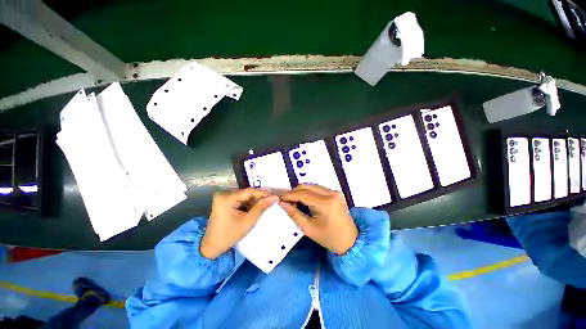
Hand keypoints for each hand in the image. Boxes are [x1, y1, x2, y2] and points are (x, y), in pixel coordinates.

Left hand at [201, 188, 277, 258]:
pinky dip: (248, 203)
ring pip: (244, 196)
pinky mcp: (224, 201)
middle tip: (271, 201)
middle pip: (246, 193)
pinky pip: (240, 199)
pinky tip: (256, 208)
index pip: (249, 192)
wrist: (211, 246)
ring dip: (254, 201)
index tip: (274, 196)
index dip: (262, 193)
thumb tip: (274, 197)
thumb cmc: (229, 235)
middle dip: (259, 198)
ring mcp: (223, 197)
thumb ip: (261, 208)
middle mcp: (223, 194)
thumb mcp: (248, 222)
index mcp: (226, 198)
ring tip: (266, 205)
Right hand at [279, 184, 357, 254]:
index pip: (303, 194)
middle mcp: (331, 193)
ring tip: (292, 199)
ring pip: (312, 186)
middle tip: (285, 199)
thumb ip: (294, 214)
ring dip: (301, 191)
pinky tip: (303, 198)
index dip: (289, 195)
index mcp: (325, 203)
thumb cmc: (329, 238)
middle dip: (294, 192)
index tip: (279, 198)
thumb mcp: (309, 228)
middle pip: (307, 186)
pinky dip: (308, 191)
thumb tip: (282, 203)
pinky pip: (318, 188)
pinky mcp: (335, 193)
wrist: (350, 241)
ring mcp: (334, 192)